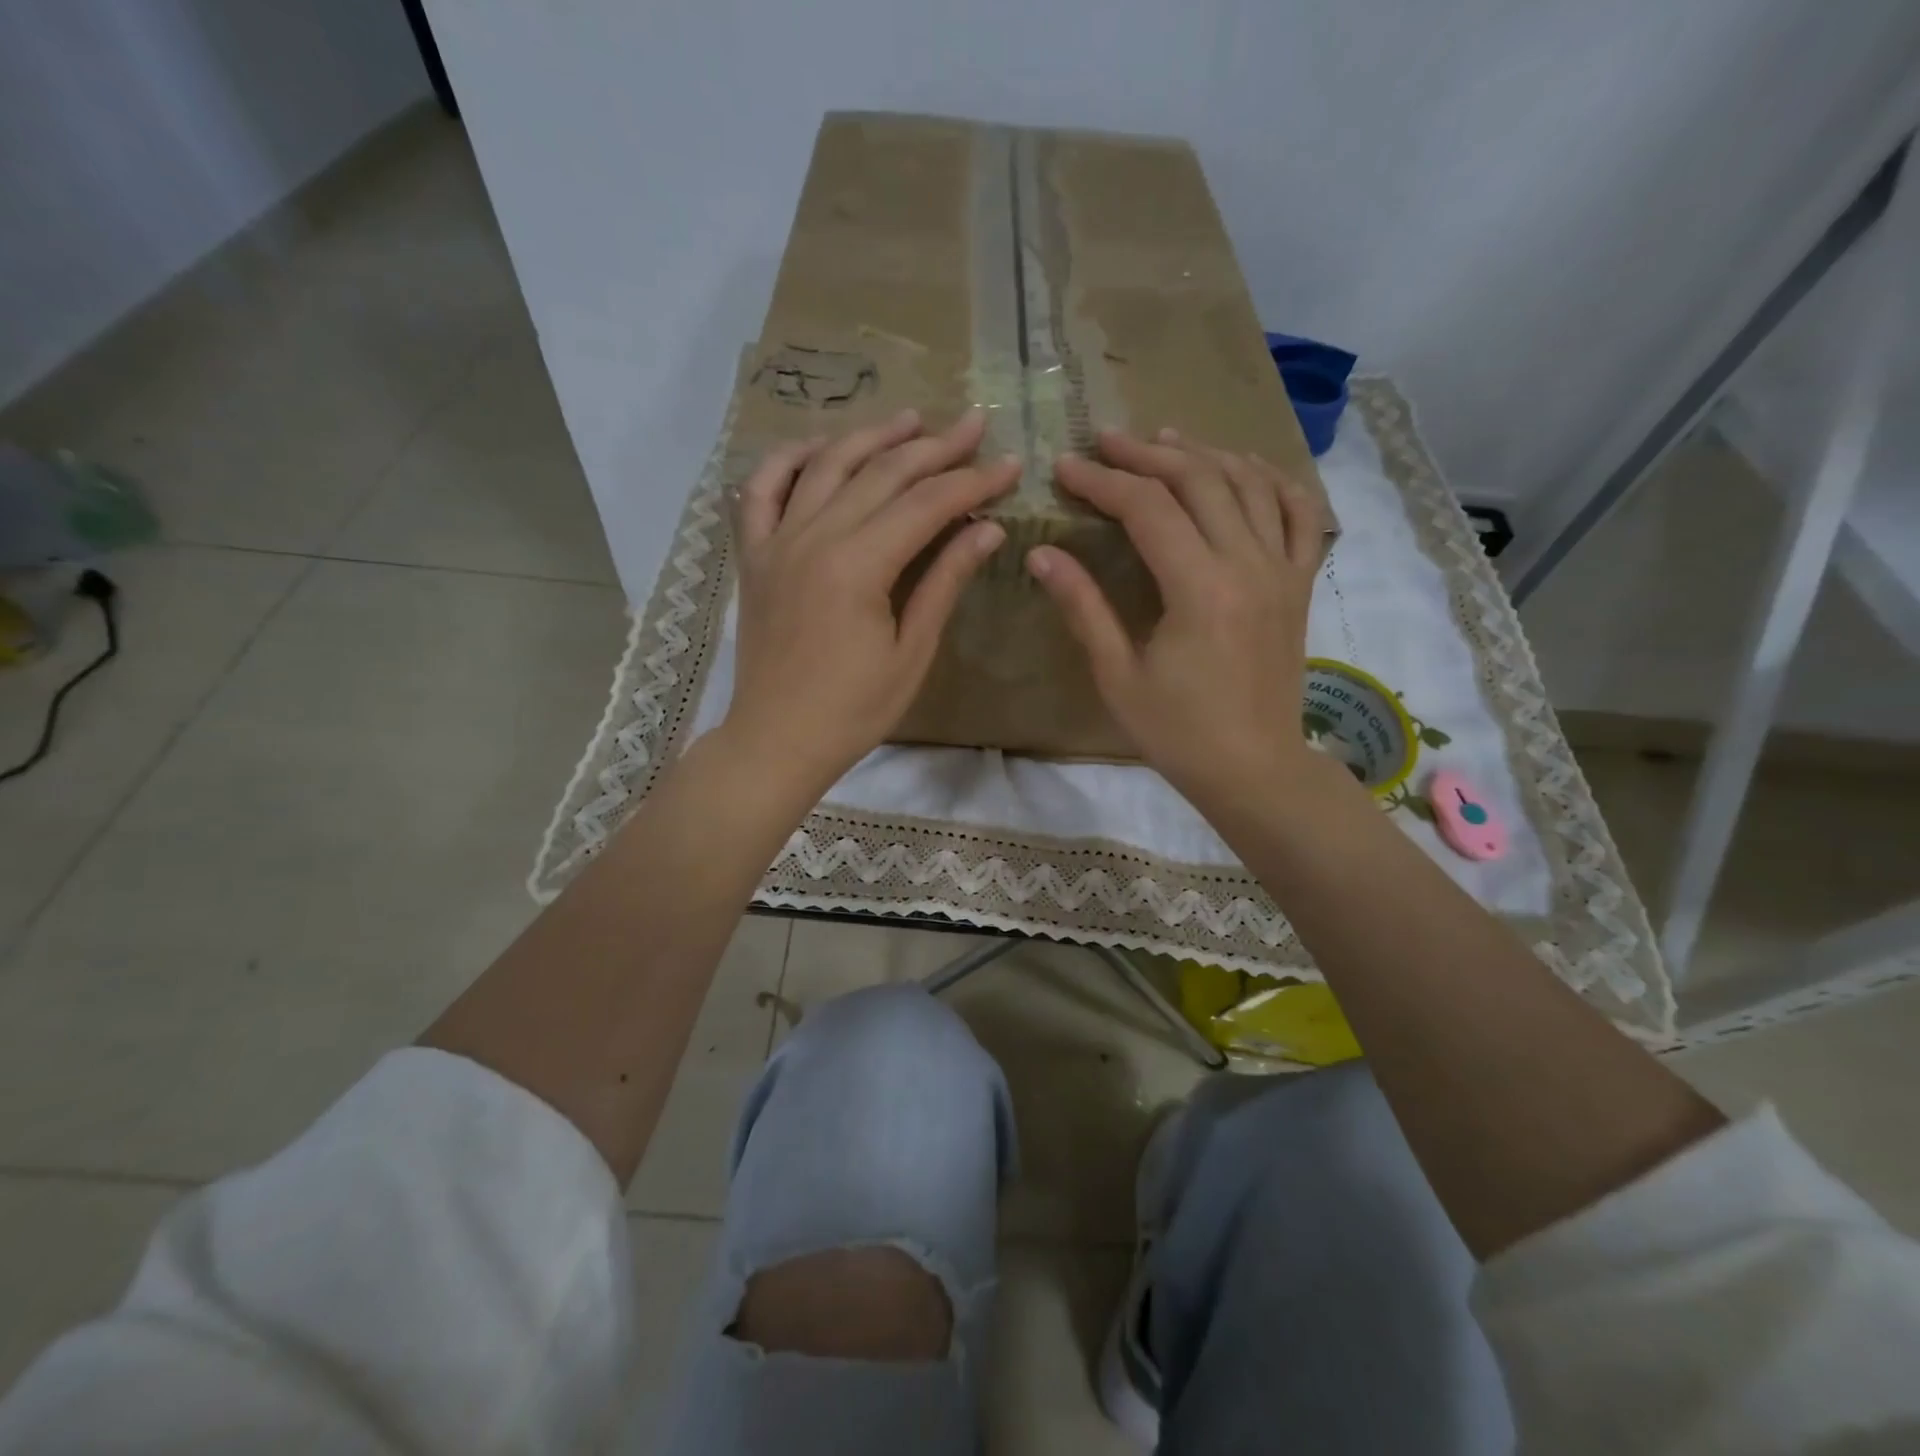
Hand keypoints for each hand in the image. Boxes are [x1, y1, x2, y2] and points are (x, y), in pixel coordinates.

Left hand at [724, 408, 1018, 794]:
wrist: (777, 739)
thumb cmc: (853, 710)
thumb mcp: (911, 652)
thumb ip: (945, 582)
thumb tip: (987, 528)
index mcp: (858, 566)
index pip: (927, 504)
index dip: (973, 481)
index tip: (1010, 464)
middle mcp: (814, 537)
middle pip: (881, 473)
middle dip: (934, 447)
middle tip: (973, 425)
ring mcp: (776, 541)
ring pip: (826, 466)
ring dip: (871, 437)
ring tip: (910, 420)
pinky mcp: (754, 554)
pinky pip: (763, 489)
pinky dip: (789, 459)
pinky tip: (819, 445)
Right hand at [1026, 428, 1328, 809]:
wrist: (1253, 768)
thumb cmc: (1178, 732)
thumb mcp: (1118, 675)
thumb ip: (1083, 607)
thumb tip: (1043, 554)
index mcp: (1200, 588)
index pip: (1147, 509)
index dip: (1102, 482)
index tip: (1066, 467)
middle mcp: (1248, 564)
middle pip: (1199, 480)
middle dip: (1147, 455)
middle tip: (1107, 441)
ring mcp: (1282, 570)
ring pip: (1249, 484)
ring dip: (1204, 455)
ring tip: (1165, 441)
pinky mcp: (1299, 585)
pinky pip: (1300, 514)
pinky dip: (1273, 481)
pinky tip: (1245, 469)